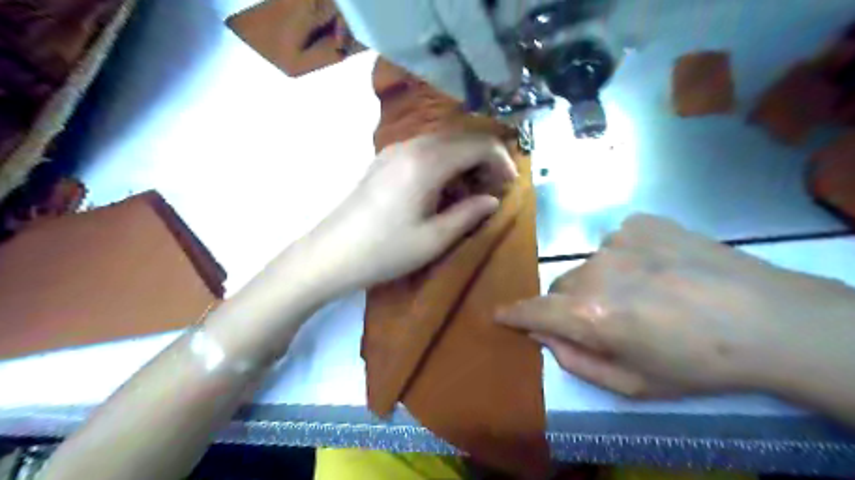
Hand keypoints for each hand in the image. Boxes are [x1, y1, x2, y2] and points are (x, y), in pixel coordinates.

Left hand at [309, 132, 521, 294]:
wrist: (331, 255)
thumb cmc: (385, 251)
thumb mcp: (434, 239)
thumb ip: (469, 214)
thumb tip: (492, 200)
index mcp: (427, 162)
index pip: (478, 144)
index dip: (501, 161)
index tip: (510, 185)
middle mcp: (411, 146)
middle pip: (461, 138)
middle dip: (485, 160)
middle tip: (493, 191)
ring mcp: (394, 150)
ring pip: (443, 144)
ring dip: (464, 163)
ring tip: (469, 195)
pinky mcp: (384, 161)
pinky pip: (424, 152)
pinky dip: (443, 165)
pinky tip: (442, 192)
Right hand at [496, 215, 853, 399]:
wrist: (770, 320)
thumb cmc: (697, 364)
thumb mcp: (632, 384)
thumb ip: (576, 361)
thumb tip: (545, 335)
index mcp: (590, 314)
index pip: (533, 310)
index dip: (513, 314)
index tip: (498, 314)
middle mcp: (594, 271)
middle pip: (561, 288)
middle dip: (570, 306)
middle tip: (606, 320)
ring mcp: (617, 240)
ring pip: (589, 265)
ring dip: (601, 281)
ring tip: (644, 294)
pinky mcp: (640, 223)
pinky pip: (616, 243)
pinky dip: (625, 258)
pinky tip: (659, 269)